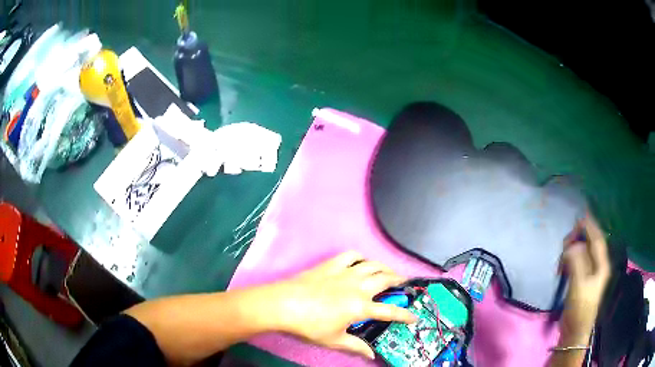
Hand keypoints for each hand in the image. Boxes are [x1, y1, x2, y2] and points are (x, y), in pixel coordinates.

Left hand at [272, 251, 415, 358]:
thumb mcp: (334, 340)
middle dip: (399, 281)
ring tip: (388, 272)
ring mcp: (345, 272)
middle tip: (405, 283)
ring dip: (384, 267)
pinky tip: (361, 262)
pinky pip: (352, 255)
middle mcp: (358, 286)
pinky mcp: (332, 265)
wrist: (283, 304)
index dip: (405, 315)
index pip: (390, 312)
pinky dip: (361, 257)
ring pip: (373, 265)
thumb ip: (355, 346)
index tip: (414, 317)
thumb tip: (371, 354)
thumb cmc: (309, 325)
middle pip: (386, 279)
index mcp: (361, 307)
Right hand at [559, 215, 610, 345]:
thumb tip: (572, 246)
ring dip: (571, 252)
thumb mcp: (578, 284)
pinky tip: (562, 268)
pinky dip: (570, 260)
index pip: (597, 239)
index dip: (589, 226)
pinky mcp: (583, 280)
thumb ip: (576, 261)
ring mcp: (591, 273)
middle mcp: (598, 266)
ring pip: (582, 252)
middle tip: (563, 248)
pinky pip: (577, 262)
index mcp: (601, 265)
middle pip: (589, 243)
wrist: (575, 331)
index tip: (578, 218)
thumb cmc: (579, 308)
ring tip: (560, 263)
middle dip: (577, 241)